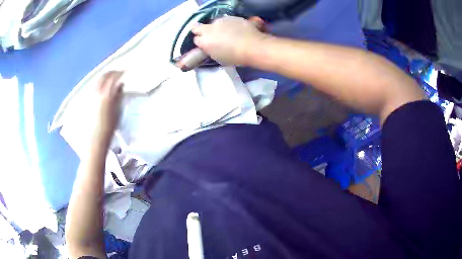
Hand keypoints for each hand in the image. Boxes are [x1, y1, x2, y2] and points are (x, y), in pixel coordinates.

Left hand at [92, 71, 123, 142]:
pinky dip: (99, 84)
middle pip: (103, 77)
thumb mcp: (117, 111)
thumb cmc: (109, 127)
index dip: (119, 73)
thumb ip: (119, 96)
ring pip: (97, 81)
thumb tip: (121, 85)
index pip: (112, 78)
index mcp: (106, 95)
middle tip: (117, 73)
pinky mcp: (88, 101)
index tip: (124, 72)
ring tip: (110, 79)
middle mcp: (97, 93)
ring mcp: (91, 96)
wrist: (96, 139)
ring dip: (104, 77)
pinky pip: (94, 87)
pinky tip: (102, 88)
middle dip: (110, 73)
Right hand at [192, 16, 265, 65]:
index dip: (200, 41)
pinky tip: (238, 30)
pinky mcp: (232, 17)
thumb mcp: (218, 57)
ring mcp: (221, 21)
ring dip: (218, 27)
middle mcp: (209, 28)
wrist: (253, 46)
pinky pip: (227, 20)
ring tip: (229, 34)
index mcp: (205, 41)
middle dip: (202, 31)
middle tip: (212, 36)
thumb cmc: (235, 57)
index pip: (196, 39)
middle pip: (198, 27)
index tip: (205, 44)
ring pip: (214, 23)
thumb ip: (210, 49)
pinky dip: (230, 24)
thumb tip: (209, 46)